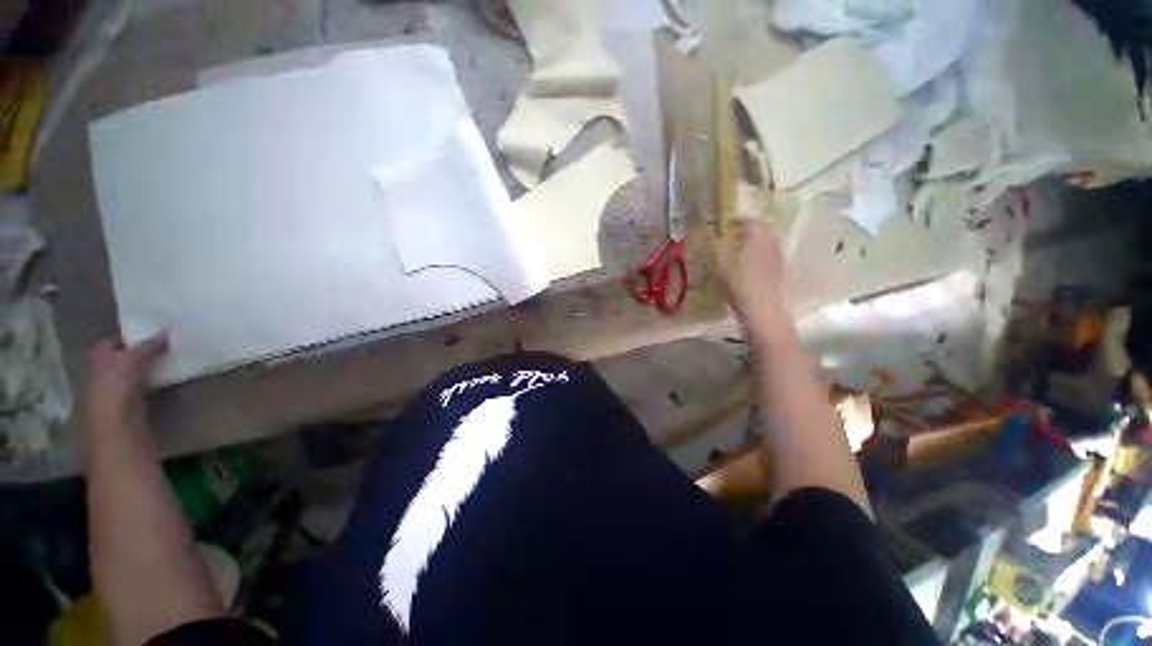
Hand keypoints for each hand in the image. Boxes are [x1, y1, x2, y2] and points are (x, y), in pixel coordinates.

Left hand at [84, 333, 167, 434]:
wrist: (115, 425)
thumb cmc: (115, 386)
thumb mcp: (133, 360)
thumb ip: (149, 346)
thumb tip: (166, 330)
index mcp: (98, 356)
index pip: (115, 339)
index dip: (132, 334)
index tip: (155, 330)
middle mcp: (103, 370)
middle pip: (124, 357)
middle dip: (142, 351)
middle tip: (168, 343)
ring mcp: (116, 389)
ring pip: (135, 372)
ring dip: (150, 367)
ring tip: (173, 358)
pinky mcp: (131, 403)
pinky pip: (145, 386)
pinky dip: (155, 381)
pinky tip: (169, 378)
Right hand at [718, 220, 788, 331]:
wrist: (762, 308)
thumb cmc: (739, 282)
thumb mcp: (720, 263)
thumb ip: (716, 245)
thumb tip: (712, 233)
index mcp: (759, 236)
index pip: (750, 219)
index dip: (737, 219)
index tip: (726, 223)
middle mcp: (772, 242)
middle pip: (759, 231)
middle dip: (744, 232)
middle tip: (729, 238)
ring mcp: (779, 256)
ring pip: (763, 244)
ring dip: (751, 245)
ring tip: (736, 253)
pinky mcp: (780, 270)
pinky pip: (767, 256)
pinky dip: (756, 257)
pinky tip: (747, 268)